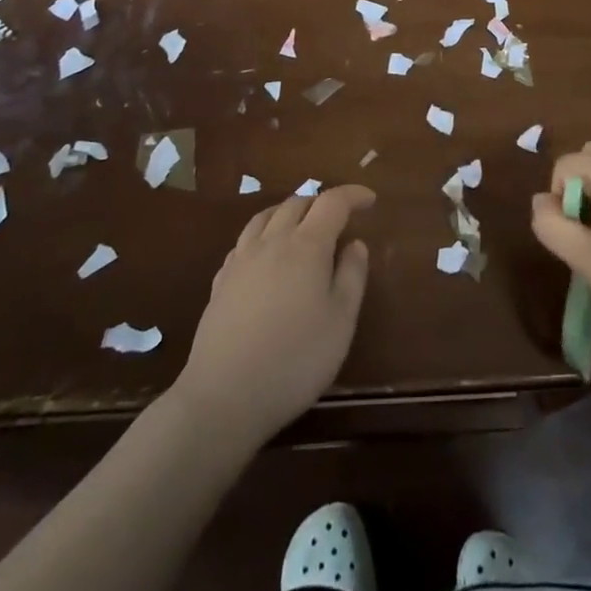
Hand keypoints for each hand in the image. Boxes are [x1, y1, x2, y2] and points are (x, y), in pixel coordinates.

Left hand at [172, 185, 374, 447]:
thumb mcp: (341, 322)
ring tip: (301, 227)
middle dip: (321, 203)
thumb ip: (352, 276)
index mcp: (306, 245)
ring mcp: (241, 259)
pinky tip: (266, 255)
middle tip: (338, 220)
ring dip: (289, 212)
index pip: (332, 202)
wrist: (224, 396)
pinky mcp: (220, 281)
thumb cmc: (295, 359)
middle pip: (297, 203)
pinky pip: (244, 240)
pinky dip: (263, 234)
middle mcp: (272, 241)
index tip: (369, 199)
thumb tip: (355, 243)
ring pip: (266, 216)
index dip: (353, 195)